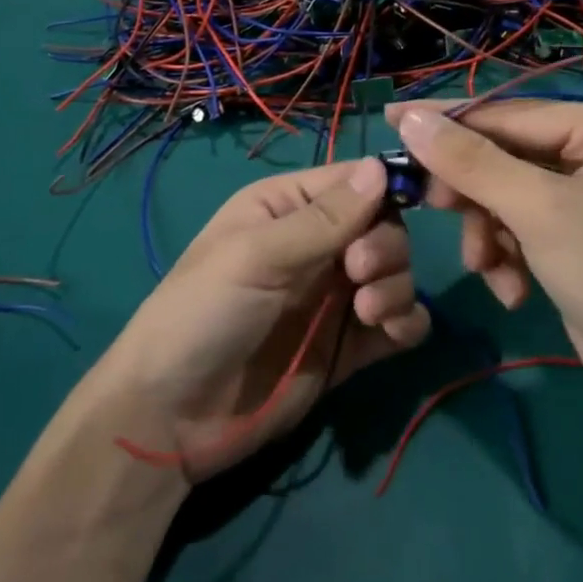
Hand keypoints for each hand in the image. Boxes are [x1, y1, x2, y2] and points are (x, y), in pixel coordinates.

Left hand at [94, 157, 430, 482]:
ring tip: (368, 312)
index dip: (383, 189)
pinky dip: (407, 321)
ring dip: (396, 285)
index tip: (407, 206)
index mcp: (287, 207)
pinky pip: (398, 322)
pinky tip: (392, 332)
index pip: (351, 181)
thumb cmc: (204, 312)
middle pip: (382, 226)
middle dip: (384, 245)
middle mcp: (316, 244)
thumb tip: (380, 166)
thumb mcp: (257, 255)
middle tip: (360, 272)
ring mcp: (334, 296)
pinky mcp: (348, 345)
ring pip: (395, 271)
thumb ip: (323, 218)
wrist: (174, 415)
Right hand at [387, 101, 582, 427]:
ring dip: (488, 233)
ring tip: (485, 267)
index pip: (507, 114)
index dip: (446, 121)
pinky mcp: (578, 240)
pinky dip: (508, 256)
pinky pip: (522, 229)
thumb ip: (470, 162)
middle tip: (428, 207)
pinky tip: (512, 290)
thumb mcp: (538, 212)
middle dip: (472, 192)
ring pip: (506, 197)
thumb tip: (409, 118)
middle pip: (504, 156)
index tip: (389, 120)